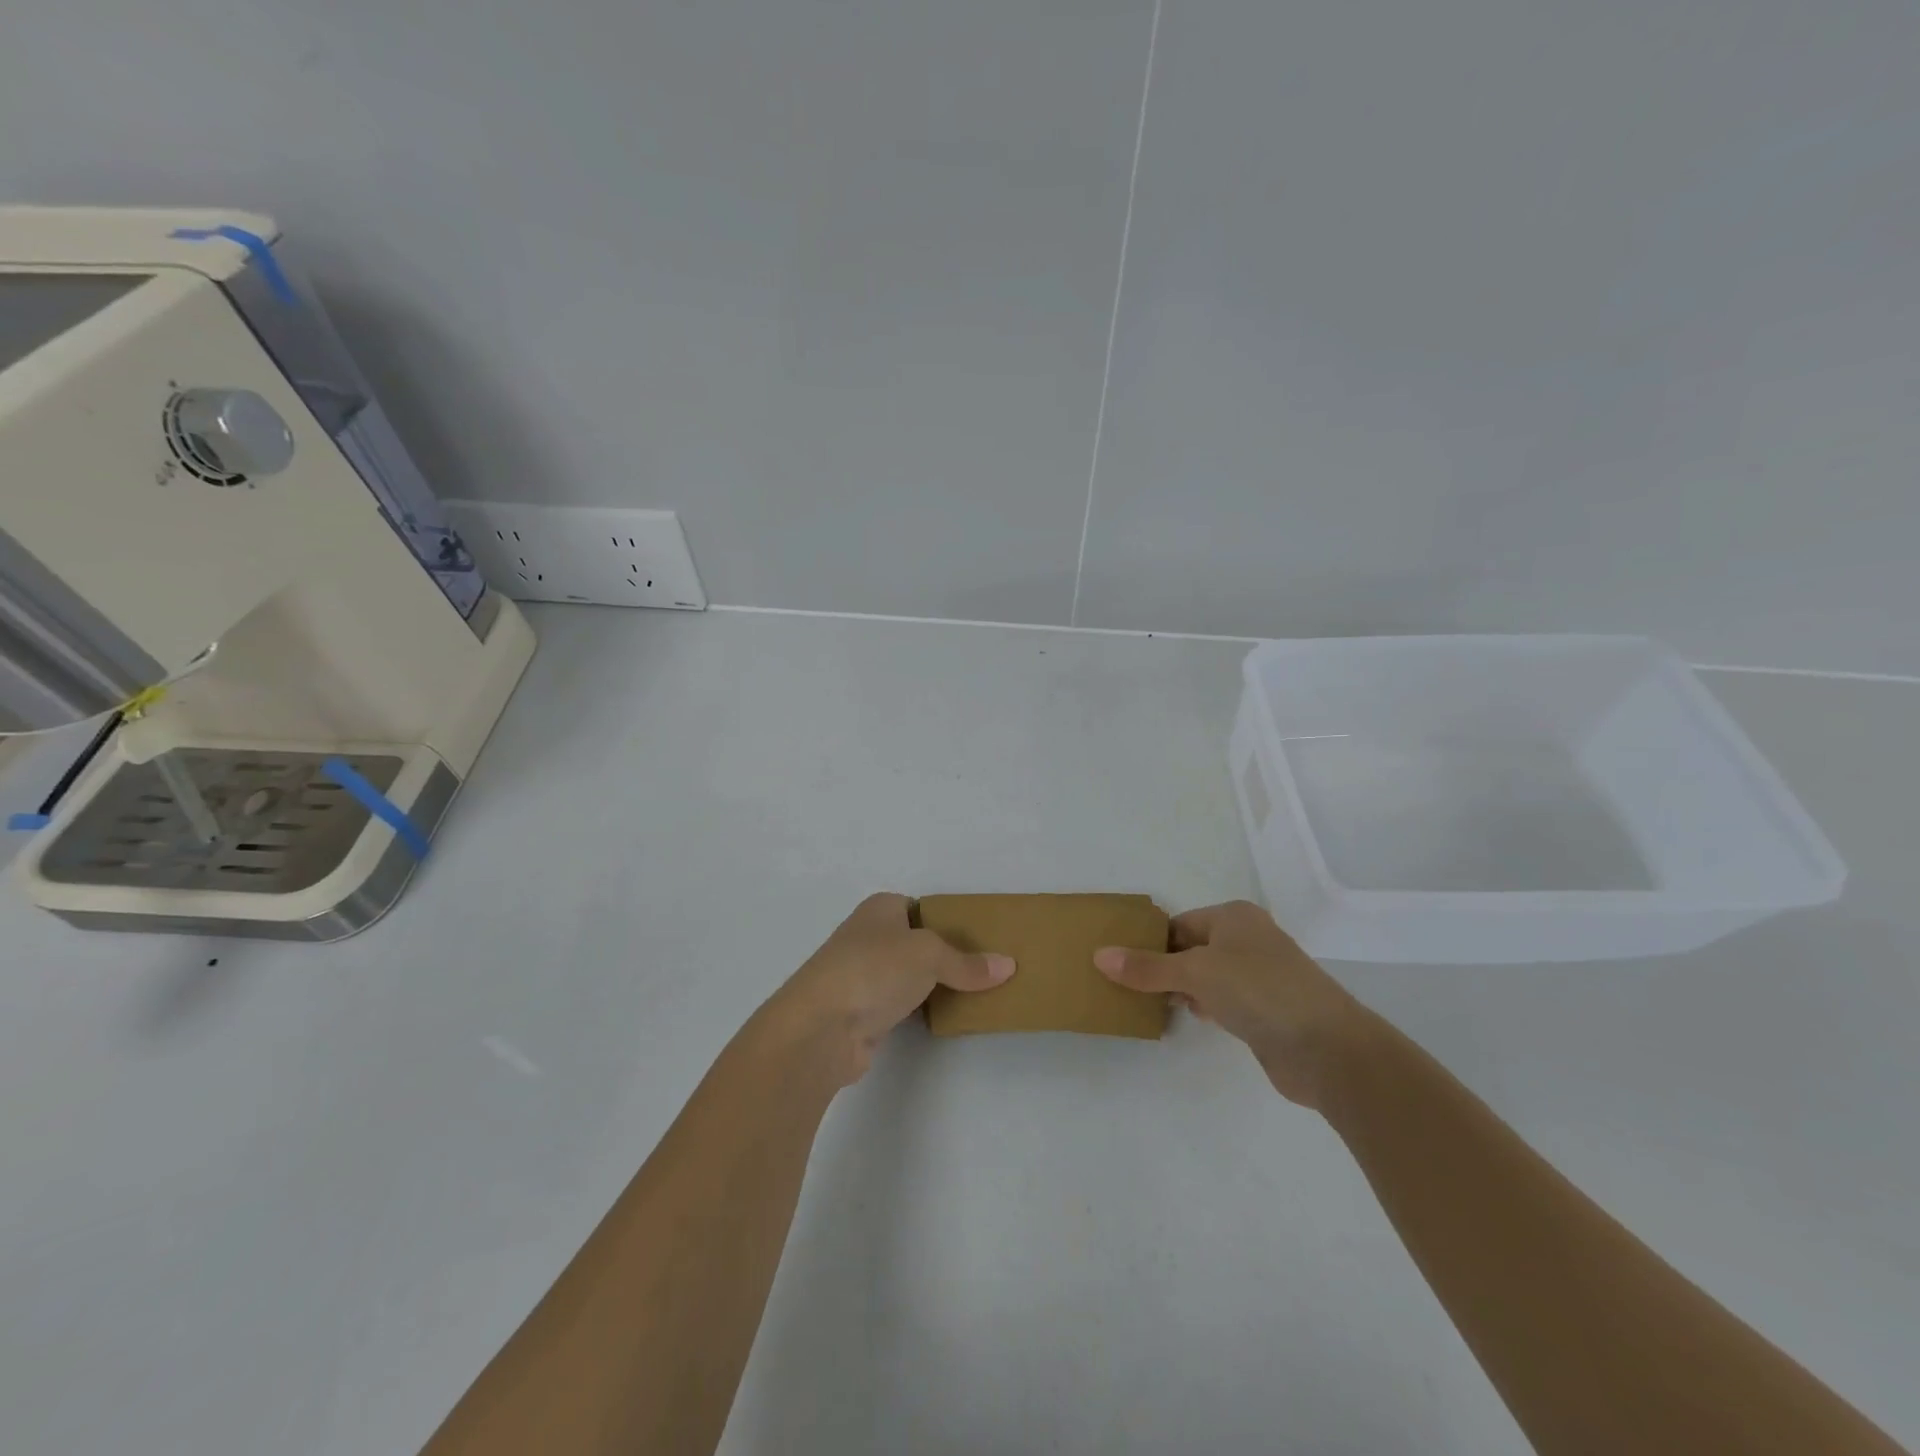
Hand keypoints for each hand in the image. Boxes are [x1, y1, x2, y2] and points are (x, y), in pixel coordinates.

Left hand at [760, 893, 1015, 1087]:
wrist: (821, 1028)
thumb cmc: (873, 970)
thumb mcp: (929, 955)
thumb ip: (967, 962)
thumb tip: (1008, 966)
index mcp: (879, 909)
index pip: (920, 907)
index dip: (948, 919)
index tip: (981, 937)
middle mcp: (868, 936)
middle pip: (916, 942)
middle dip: (946, 954)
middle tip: (985, 967)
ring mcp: (861, 976)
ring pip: (908, 975)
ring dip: (933, 985)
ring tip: (976, 993)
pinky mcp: (861, 1013)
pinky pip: (901, 1005)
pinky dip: (920, 1010)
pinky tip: (946, 1018)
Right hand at [1094, 900, 1368, 1108]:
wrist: (1328, 1048)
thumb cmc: (1259, 991)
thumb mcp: (1196, 973)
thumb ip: (1147, 967)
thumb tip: (1099, 956)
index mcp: (1233, 917)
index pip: (1178, 924)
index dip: (1150, 943)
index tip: (1120, 966)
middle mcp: (1247, 939)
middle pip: (1191, 948)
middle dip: (1163, 968)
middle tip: (1128, 989)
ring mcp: (1260, 975)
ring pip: (1207, 976)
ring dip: (1183, 990)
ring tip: (1151, 1005)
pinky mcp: (1267, 1008)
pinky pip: (1224, 1000)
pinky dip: (1205, 1007)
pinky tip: (1191, 1019)